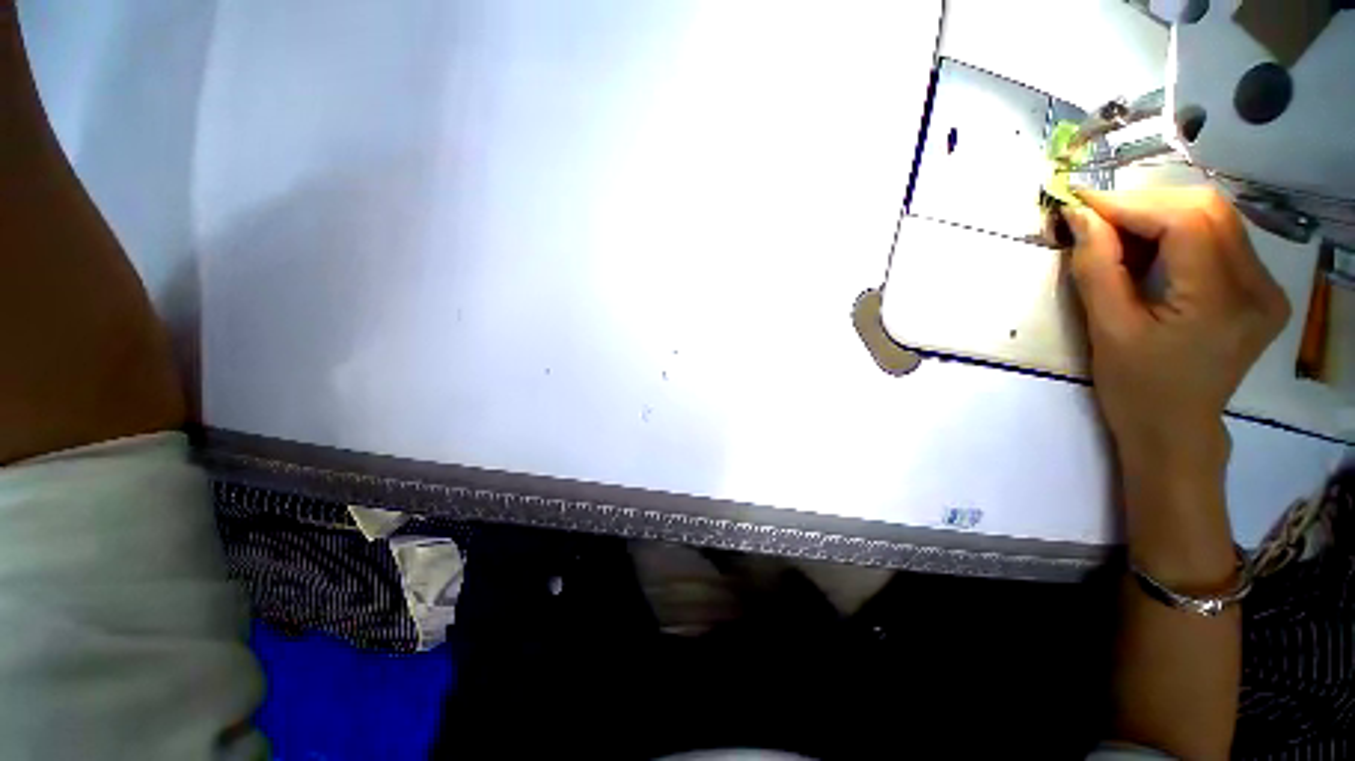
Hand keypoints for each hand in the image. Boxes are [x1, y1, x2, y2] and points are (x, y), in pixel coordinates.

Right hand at [1065, 188, 1289, 462]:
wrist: (1175, 429)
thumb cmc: (1135, 388)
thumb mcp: (1107, 330)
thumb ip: (1097, 267)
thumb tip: (1080, 216)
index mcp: (1221, 302)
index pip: (1185, 222)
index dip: (1130, 204)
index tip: (1082, 203)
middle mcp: (1259, 286)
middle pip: (1207, 210)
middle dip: (1145, 204)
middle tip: (1096, 219)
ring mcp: (1266, 287)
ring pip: (1215, 217)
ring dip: (1161, 215)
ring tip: (1119, 235)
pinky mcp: (1260, 290)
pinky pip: (1221, 238)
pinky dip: (1180, 231)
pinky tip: (1152, 250)